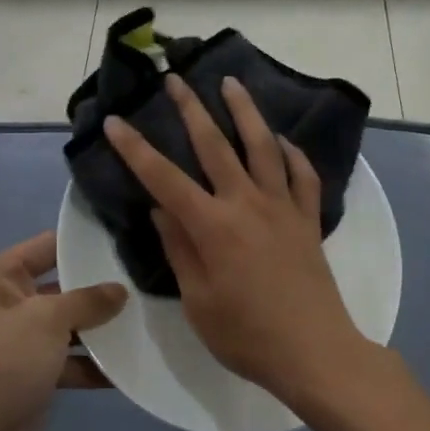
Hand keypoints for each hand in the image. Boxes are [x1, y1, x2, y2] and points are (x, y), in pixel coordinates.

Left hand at [0, 232, 126, 430]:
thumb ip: (87, 300)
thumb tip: (120, 289)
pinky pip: (69, 358)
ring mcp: (20, 338)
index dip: (84, 243)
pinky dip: (94, 362)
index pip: (47, 246)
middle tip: (144, 280)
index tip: (125, 240)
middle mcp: (5, 301)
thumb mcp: (46, 320)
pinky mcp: (33, 370)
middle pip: (62, 285)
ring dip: (101, 327)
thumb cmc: (2, 363)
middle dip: (100, 288)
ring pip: (69, 323)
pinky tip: (131, 363)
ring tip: (146, 318)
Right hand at [104, 75, 368, 405]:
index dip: (136, 149)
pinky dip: (291, 152)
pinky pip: (302, 175)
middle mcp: (247, 204)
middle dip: (191, 109)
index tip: (115, 121)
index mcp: (213, 227)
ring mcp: (283, 208)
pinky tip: (282, 140)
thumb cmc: (247, 336)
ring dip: (245, 111)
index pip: (164, 178)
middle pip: (216, 145)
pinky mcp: (308, 220)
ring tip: (231, 83)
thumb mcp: (198, 301)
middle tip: (176, 79)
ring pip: (263, 146)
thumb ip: (179, 250)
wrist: (314, 351)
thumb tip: (161, 209)